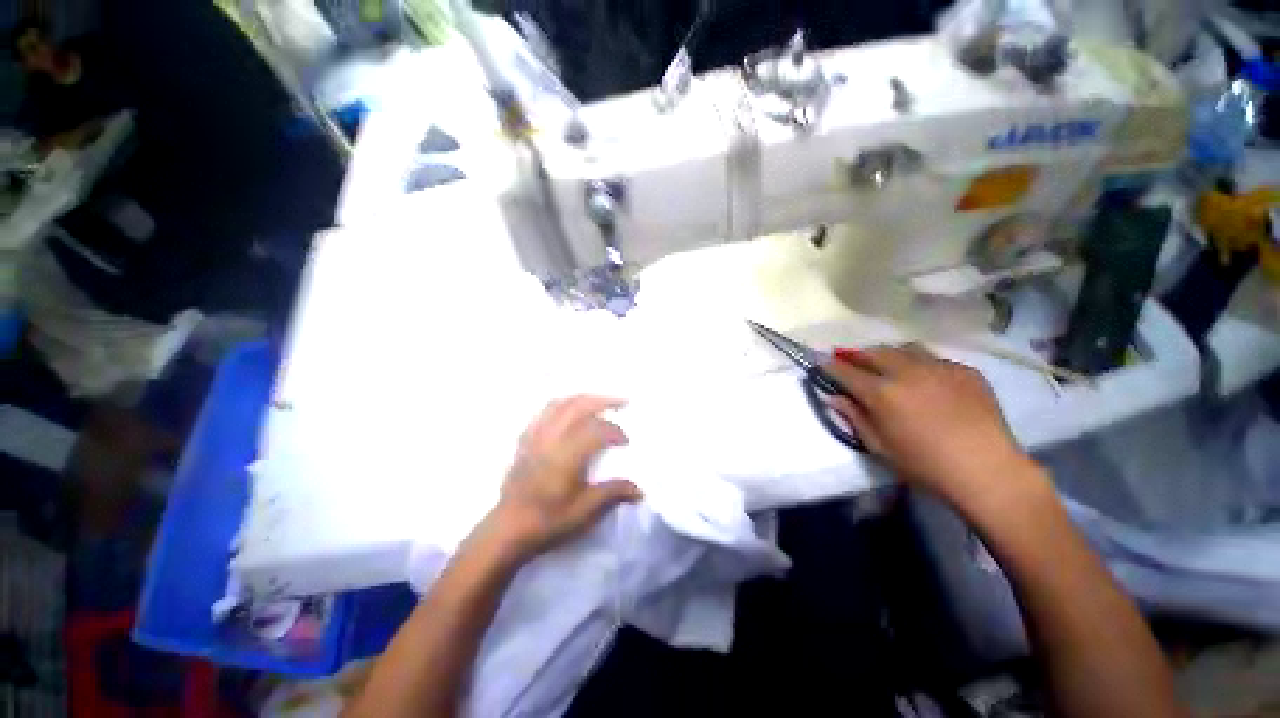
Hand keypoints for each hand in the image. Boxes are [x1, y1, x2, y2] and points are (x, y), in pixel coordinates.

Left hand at [487, 396, 641, 559]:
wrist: (507, 529)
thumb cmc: (548, 522)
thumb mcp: (584, 512)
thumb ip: (613, 493)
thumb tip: (640, 490)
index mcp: (566, 456)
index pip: (596, 430)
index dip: (615, 431)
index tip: (626, 442)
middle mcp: (550, 439)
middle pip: (579, 406)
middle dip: (603, 401)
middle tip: (622, 402)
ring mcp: (535, 437)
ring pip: (560, 404)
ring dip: (583, 399)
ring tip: (598, 403)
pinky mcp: (525, 440)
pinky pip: (544, 412)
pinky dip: (562, 406)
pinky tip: (569, 412)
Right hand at [824, 344, 1033, 504]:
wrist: (987, 471)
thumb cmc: (925, 465)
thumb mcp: (879, 446)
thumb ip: (854, 417)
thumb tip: (834, 398)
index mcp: (882, 393)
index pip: (846, 371)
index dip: (830, 365)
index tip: (820, 361)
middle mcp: (907, 372)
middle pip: (874, 352)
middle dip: (857, 354)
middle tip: (848, 358)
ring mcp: (939, 367)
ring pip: (904, 349)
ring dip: (887, 353)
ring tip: (884, 363)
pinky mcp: (965, 370)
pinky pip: (933, 359)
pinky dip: (919, 363)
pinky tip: (923, 379)